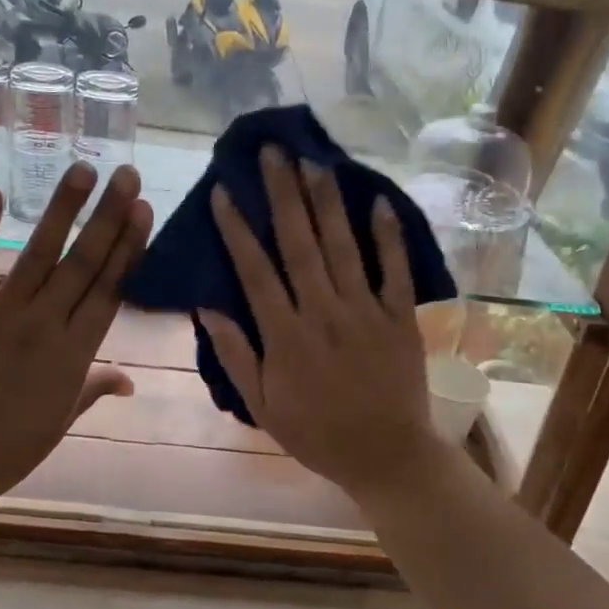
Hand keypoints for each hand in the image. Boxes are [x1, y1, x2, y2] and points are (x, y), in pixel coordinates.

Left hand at [0, 161, 152, 518]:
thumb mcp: (60, 422)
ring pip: (38, 254)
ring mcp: (1, 316)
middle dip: (108, 216)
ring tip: (83, 169)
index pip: (110, 290)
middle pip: (84, 263)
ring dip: (63, 210)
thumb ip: (94, 389)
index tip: (142, 211)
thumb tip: (130, 381)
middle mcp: (45, 326)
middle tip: (126, 175)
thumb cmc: (6, 450)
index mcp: (74, 354)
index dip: (129, 247)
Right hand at [199, 146, 445, 499]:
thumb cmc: (317, 434)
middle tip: (273, 152)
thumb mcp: (262, 406)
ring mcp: (365, 312)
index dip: (237, 228)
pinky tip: (379, 202)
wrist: (386, 456)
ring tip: (314, 162)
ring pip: (343, 247)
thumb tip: (208, 307)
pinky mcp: (400, 317)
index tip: (225, 191)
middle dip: (283, 194)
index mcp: (285, 335)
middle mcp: (323, 312)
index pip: (255, 270)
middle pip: (299, 244)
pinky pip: (395, 271)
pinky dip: (389, 237)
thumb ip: (235, 355)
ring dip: (327, 202)